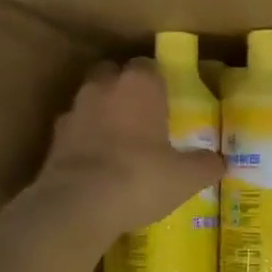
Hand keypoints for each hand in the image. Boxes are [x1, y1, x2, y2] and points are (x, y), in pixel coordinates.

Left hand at [29, 59, 224, 238]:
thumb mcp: (186, 177)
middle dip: (125, 89)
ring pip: (90, 101)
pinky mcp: (53, 140)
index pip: (148, 66)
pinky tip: (98, 163)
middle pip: (113, 75)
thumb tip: (219, 162)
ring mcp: (74, 112)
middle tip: (143, 115)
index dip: (158, 81)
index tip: (168, 99)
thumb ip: (205, 165)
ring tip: (120, 141)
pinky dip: (84, 140)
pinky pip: (74, 131)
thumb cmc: (141, 178)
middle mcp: (103, 88)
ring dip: (103, 114)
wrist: (78, 206)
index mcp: (139, 86)